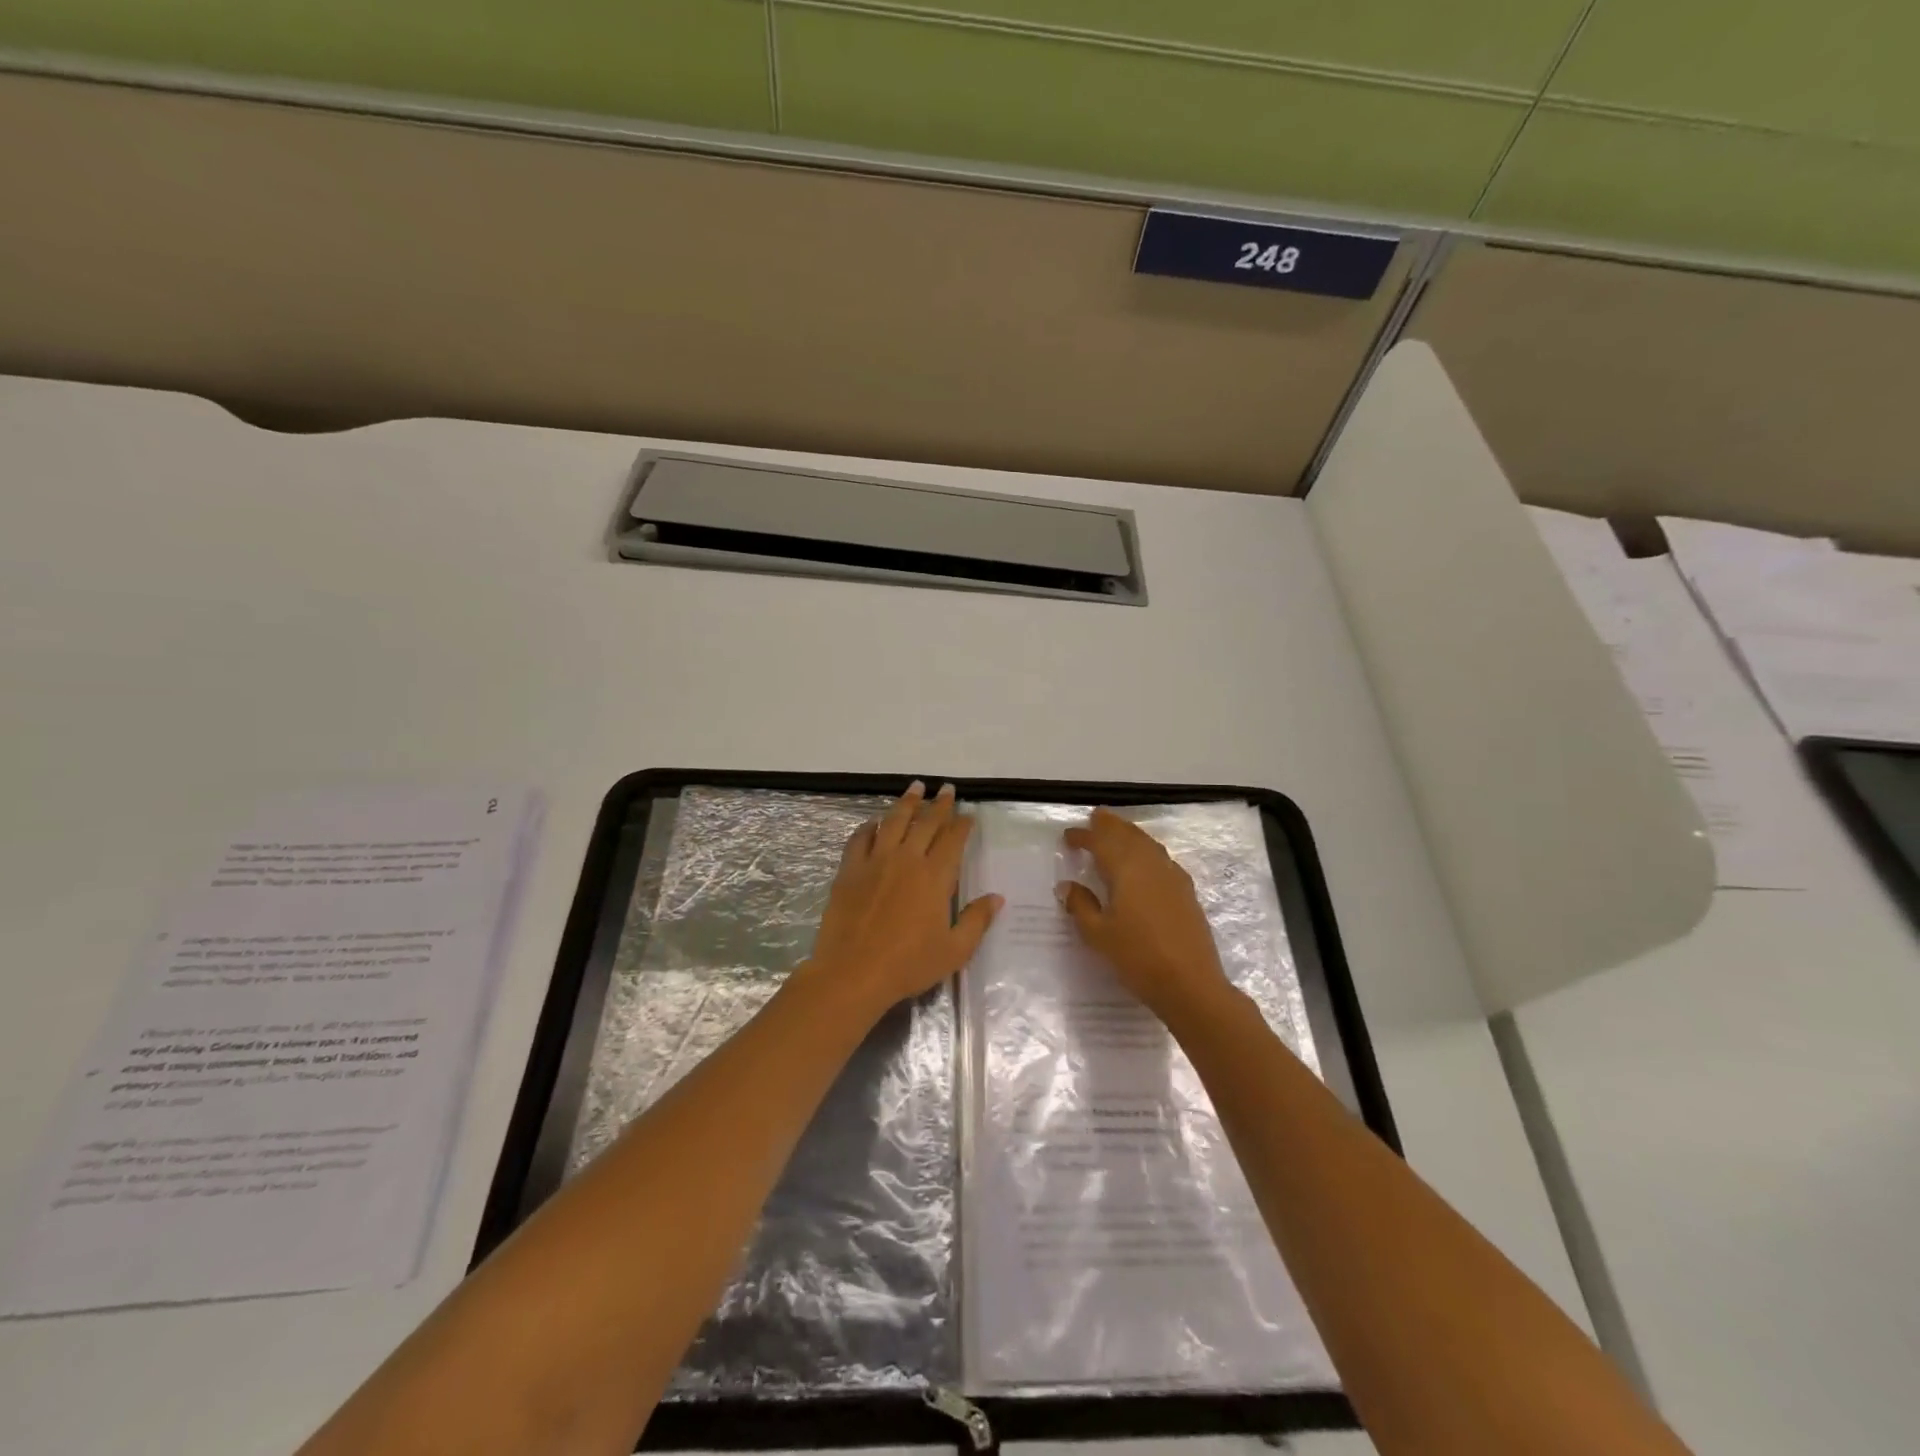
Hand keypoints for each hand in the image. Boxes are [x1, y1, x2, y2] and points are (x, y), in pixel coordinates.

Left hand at [806, 782, 1000, 1018]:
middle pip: (925, 822)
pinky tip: (874, 822)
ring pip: (893, 821)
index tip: (968, 814)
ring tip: (915, 788)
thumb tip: (997, 898)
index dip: (962, 824)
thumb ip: (976, 920)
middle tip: (946, 789)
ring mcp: (875, 861)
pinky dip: (869, 826)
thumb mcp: (954, 950)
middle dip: (939, 804)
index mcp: (935, 876)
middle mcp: (907, 859)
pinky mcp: (849, 870)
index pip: (953, 839)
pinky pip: (860, 838)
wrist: (853, 973)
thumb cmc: (908, 965)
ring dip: (907, 802)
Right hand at [1057, 808, 1235, 1024]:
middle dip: (1111, 825)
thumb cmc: (1138, 958)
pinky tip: (1146, 863)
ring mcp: (1173, 877)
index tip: (1069, 836)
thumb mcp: (1099, 935)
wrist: (1191, 984)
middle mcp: (1150, 865)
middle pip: (1128, 835)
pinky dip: (1148, 851)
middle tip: (1096, 817)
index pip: (1101, 842)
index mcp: (1126, 870)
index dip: (1084, 836)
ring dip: (1130, 835)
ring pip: (1148, 844)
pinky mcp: (1186, 892)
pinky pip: (1162, 858)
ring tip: (1118, 833)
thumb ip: (1081, 906)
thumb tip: (1067, 886)